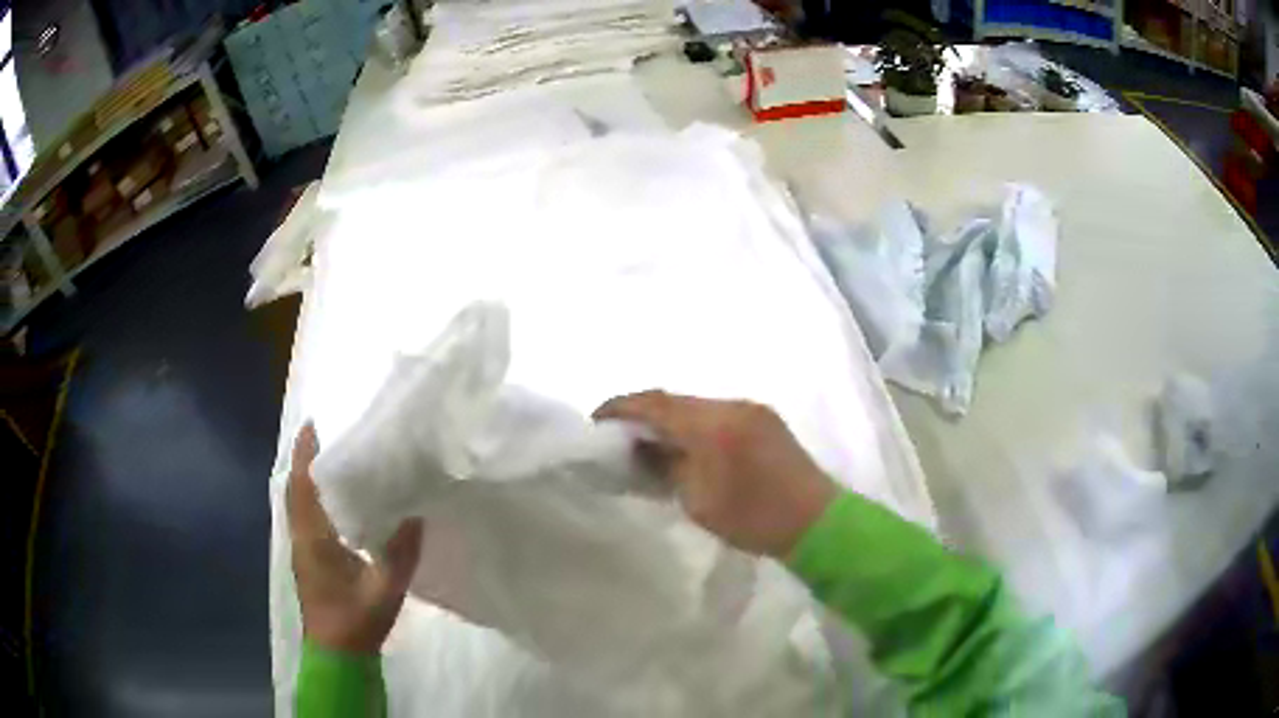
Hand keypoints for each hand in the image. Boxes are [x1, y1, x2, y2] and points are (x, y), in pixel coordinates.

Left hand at [287, 423, 423, 653]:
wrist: (336, 655)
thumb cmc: (356, 622)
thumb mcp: (385, 590)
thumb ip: (401, 553)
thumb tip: (415, 513)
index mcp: (314, 540)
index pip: (303, 487)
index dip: (305, 455)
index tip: (313, 425)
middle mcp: (301, 538)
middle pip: (295, 489)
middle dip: (305, 459)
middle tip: (325, 434)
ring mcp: (301, 550)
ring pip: (296, 503)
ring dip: (307, 477)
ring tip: (330, 457)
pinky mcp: (307, 560)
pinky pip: (303, 517)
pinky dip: (310, 497)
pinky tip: (332, 499)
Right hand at [594, 392, 837, 557]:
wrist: (818, 522)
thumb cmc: (755, 519)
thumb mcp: (698, 501)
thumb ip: (666, 468)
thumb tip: (641, 450)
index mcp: (714, 425)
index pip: (656, 404)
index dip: (621, 408)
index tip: (595, 421)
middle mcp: (732, 405)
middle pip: (675, 400)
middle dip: (643, 414)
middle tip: (618, 438)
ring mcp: (751, 409)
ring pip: (696, 406)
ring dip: (669, 420)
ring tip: (648, 444)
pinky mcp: (764, 419)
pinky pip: (716, 413)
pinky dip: (693, 424)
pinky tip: (684, 446)